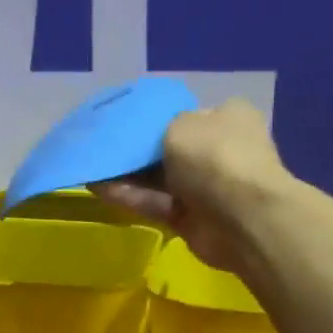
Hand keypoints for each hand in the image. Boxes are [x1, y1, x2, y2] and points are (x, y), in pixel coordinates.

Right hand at [94, 99, 293, 270]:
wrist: (242, 219)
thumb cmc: (215, 157)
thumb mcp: (180, 125)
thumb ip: (159, 128)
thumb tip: (157, 140)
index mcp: (226, 118)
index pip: (186, 114)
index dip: (155, 117)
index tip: (123, 121)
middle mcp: (218, 150)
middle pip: (170, 148)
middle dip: (137, 149)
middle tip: (100, 145)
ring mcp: (205, 187)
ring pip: (159, 178)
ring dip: (127, 174)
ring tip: (90, 166)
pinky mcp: (190, 218)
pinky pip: (156, 203)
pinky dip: (130, 196)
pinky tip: (98, 188)